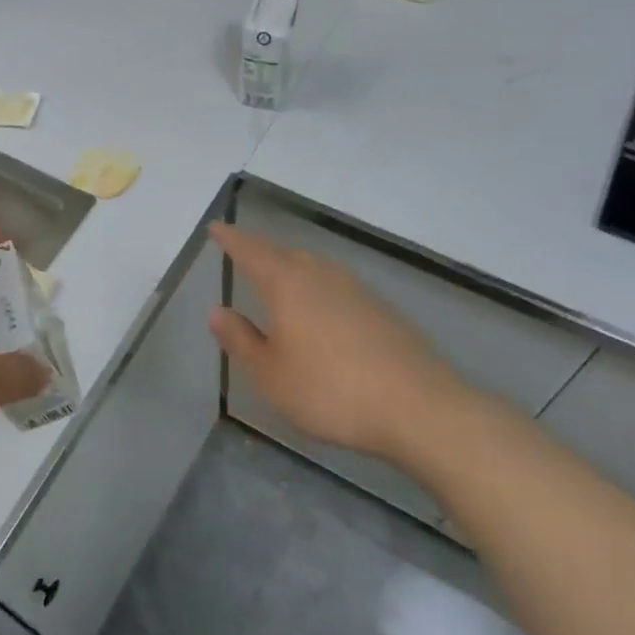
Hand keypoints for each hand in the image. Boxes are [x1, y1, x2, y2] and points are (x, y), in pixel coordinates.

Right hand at [208, 221, 473, 459]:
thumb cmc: (330, 391)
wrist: (418, 407)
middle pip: (285, 253)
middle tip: (244, 254)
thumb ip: (241, 340)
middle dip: (262, 252)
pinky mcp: (381, 308)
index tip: (216, 227)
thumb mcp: (270, 375)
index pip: (252, 251)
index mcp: (287, 284)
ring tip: (279, 279)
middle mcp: (321, 276)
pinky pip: (337, 286)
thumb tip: (218, 310)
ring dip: (292, 267)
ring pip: (314, 267)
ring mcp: (356, 289)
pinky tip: (321, 311)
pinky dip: (318, 289)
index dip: (231, 239)